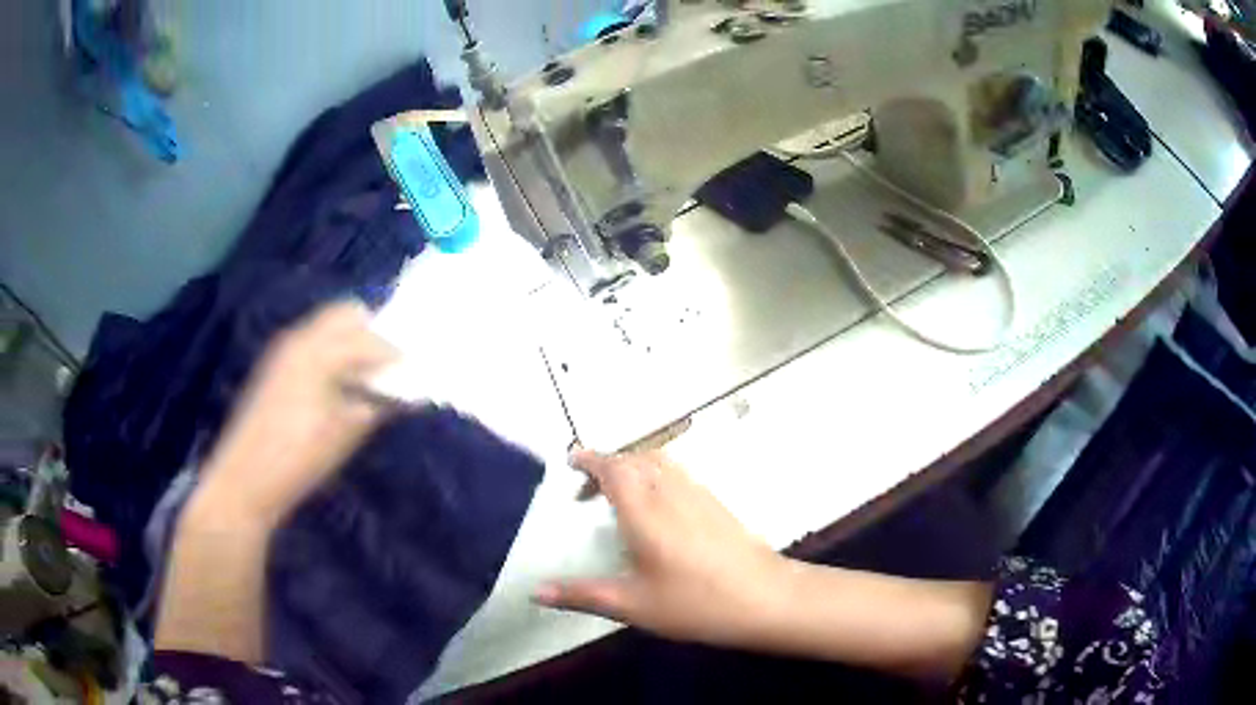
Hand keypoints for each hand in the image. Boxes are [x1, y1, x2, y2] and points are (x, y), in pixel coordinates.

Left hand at [192, 300, 398, 526]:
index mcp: (320, 351)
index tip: (413, 371)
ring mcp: (283, 350)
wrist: (245, 479)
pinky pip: (310, 344)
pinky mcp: (274, 367)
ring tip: (365, 378)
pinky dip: (330, 353)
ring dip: (349, 342)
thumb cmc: (299, 457)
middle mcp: (300, 338)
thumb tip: (403, 394)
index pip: (369, 337)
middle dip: (370, 333)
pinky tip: (337, 386)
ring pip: (325, 327)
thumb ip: (376, 406)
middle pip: (344, 314)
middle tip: (388, 366)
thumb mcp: (345, 434)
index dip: (394, 353)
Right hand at [534, 450, 793, 646]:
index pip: (614, 468)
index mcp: (646, 511)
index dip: (590, 459)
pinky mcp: (718, 503)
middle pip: (636, 459)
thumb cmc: (696, 603)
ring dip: (633, 468)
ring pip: (661, 462)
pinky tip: (657, 511)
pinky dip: (656, 476)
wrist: (766, 598)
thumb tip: (535, 591)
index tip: (570, 460)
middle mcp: (672, 492)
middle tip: (585, 492)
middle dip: (607, 465)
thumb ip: (581, 594)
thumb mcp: (632, 605)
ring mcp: (700, 494)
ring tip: (618, 498)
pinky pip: (679, 474)